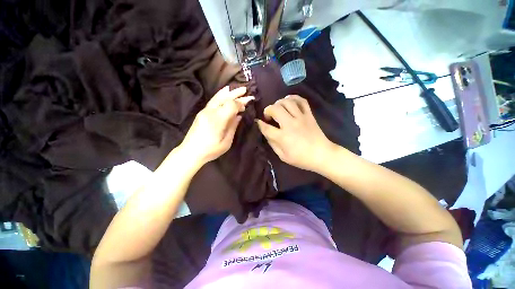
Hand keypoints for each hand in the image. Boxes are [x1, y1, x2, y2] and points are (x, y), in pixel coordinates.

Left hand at [179, 86, 253, 164]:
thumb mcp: (226, 141)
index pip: (231, 105)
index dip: (240, 103)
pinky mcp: (202, 113)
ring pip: (217, 97)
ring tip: (236, 88)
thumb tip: (239, 116)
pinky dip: (220, 95)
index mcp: (218, 119)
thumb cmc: (211, 150)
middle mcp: (210, 112)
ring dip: (228, 92)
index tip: (247, 104)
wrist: (191, 152)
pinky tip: (224, 92)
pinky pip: (213, 101)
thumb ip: (233, 126)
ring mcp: (204, 111)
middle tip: (245, 90)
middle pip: (224, 98)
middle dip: (236, 94)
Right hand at [256, 95, 335, 171]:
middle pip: (275, 109)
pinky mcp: (309, 115)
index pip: (266, 127)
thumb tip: (266, 133)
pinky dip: (294, 98)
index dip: (260, 124)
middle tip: (269, 116)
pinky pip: (301, 101)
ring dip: (278, 103)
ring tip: (278, 108)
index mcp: (282, 137)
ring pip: (287, 102)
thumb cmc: (301, 158)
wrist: (322, 155)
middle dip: (268, 110)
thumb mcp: (283, 156)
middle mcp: (290, 124)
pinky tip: (289, 101)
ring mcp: (300, 117)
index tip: (258, 122)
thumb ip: (273, 144)